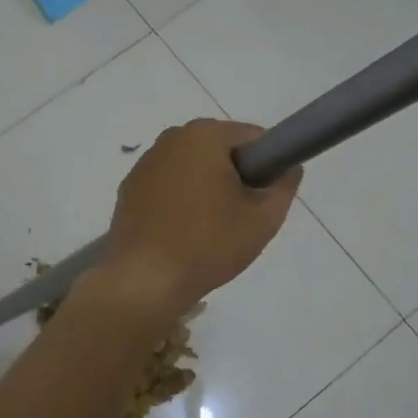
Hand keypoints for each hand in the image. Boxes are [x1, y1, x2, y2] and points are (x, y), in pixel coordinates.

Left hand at [98, 119, 300, 312]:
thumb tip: (288, 167)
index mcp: (203, 135)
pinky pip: (168, 186)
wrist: (145, 281)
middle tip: (241, 218)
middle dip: (236, 178)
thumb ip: (285, 185)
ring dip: (206, 189)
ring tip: (211, 230)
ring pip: (192, 169)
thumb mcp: (264, 218)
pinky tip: (182, 234)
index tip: (265, 198)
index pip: (253, 138)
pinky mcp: (129, 190)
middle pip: (220, 150)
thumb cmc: (209, 244)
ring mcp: (145, 164)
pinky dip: (180, 202)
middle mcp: (170, 139)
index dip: (268, 166)